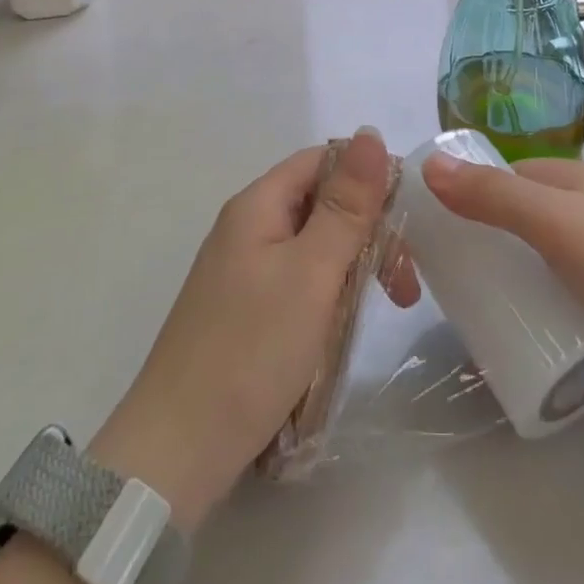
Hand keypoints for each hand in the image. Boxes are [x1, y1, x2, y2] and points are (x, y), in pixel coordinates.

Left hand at [88, 130, 416, 530]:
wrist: (176, 452)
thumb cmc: (251, 349)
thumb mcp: (312, 272)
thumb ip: (346, 205)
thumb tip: (370, 131)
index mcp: (258, 204)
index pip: (323, 161)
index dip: (367, 178)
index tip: (408, 219)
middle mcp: (248, 227)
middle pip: (320, 203)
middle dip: (367, 231)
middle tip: (403, 284)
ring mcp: (243, 271)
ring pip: (314, 246)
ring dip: (353, 267)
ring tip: (385, 307)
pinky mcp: (244, 311)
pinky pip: (298, 282)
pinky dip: (329, 296)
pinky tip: (343, 328)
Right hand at [420, 152, 583, 426]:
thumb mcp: (557, 223)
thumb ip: (493, 196)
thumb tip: (428, 166)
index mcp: (577, 185)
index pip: (509, 176)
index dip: (470, 190)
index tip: (428, 222)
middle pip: (522, 227)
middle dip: (484, 247)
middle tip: (438, 279)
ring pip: (542, 275)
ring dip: (510, 290)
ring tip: (464, 316)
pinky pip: (565, 318)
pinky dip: (540, 326)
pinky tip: (513, 347)